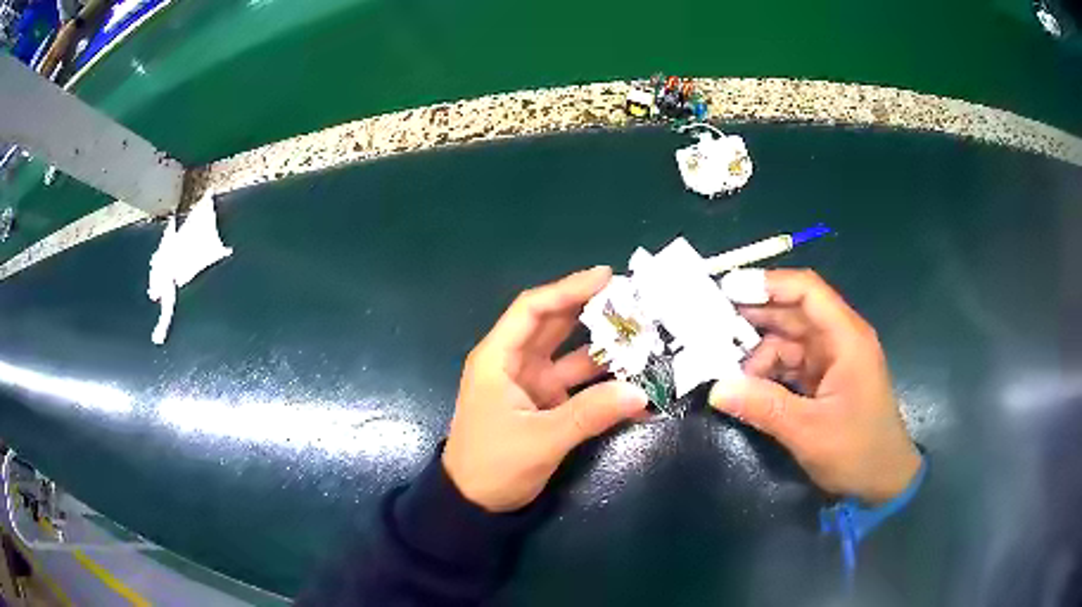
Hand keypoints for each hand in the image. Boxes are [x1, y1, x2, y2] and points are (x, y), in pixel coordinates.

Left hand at [443, 267, 649, 512]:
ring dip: (603, 348)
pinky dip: (602, 384)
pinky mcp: (544, 406)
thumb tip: (639, 392)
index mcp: (498, 359)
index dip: (568, 289)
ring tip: (642, 338)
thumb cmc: (493, 465)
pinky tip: (632, 385)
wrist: (474, 504)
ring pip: (570, 355)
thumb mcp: (540, 440)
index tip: (606, 277)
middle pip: (554, 326)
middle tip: (633, 300)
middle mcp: (514, 364)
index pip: (533, 310)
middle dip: (591, 311)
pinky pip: (577, 386)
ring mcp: (531, 385)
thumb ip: (589, 414)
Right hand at [710, 269, 920, 504]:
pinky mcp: (824, 381)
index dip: (768, 284)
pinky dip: (767, 372)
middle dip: (754, 318)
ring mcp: (832, 360)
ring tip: (722, 367)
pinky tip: (744, 385)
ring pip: (787, 340)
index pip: (807, 291)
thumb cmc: (857, 451)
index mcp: (846, 338)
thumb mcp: (809, 432)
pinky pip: (790, 365)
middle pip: (793, 312)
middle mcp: (839, 340)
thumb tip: (716, 388)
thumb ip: (764, 407)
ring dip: (757, 352)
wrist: (883, 482)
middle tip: (709, 326)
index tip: (726, 290)